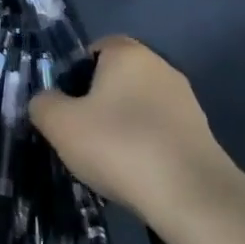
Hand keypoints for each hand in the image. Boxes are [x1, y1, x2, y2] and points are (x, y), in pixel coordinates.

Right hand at [28, 36, 236, 218]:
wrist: (191, 196)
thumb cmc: (118, 145)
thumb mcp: (60, 124)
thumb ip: (43, 104)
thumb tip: (46, 101)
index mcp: (128, 54)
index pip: (96, 48)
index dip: (75, 72)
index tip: (64, 103)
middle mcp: (161, 68)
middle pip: (118, 77)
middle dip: (97, 100)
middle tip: (78, 132)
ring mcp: (186, 101)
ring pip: (139, 105)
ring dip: (122, 125)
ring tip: (106, 159)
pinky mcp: (201, 134)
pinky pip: (159, 131)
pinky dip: (144, 145)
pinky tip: (134, 172)